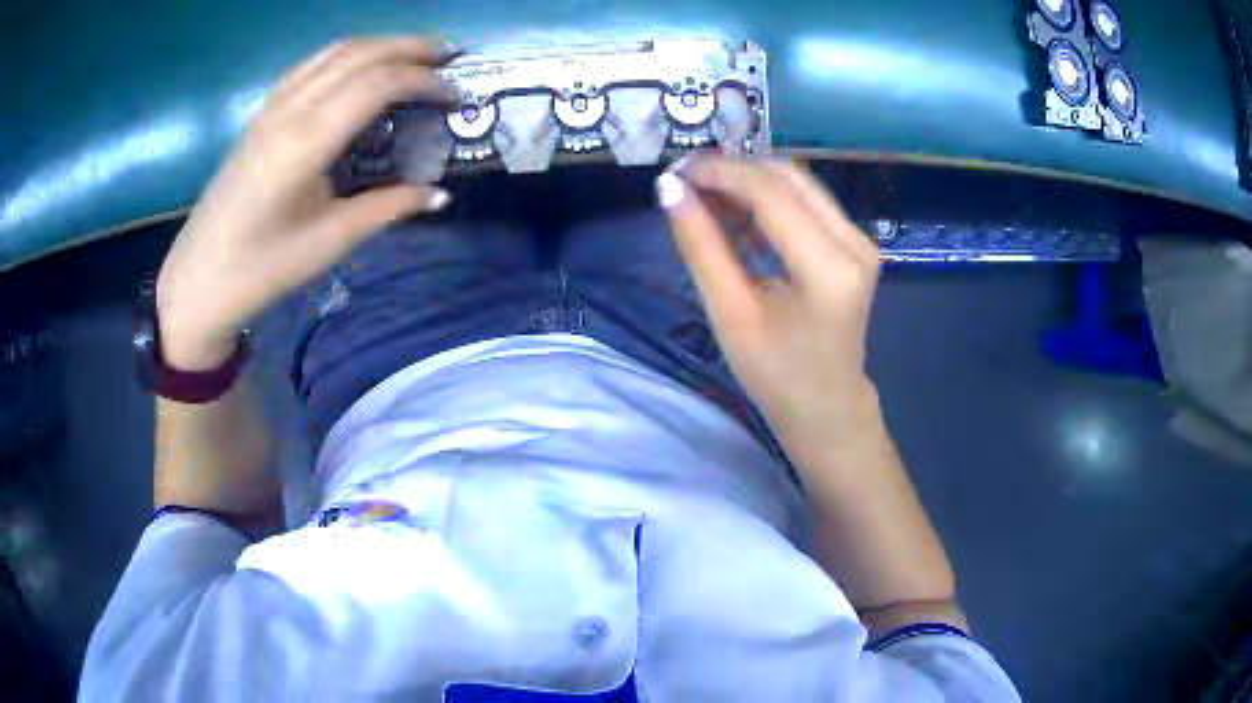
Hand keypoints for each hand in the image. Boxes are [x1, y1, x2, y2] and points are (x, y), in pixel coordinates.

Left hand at [156, 37, 456, 368]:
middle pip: (360, 53)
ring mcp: (270, 108)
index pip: (377, 84)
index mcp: (305, 142)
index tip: (455, 97)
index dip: (424, 81)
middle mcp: (288, 110)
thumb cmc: (262, 269)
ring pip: (334, 51)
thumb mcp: (330, 242)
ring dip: (380, 45)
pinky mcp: (260, 115)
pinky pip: (310, 65)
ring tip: (414, 56)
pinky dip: (347, 56)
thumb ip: (388, 208)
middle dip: (411, 48)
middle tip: (450, 58)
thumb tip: (438, 194)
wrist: (198, 281)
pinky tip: (361, 71)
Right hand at [657, 157, 881, 458]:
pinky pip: (806, 203)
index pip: (770, 192)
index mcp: (828, 267)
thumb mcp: (731, 315)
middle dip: (732, 171)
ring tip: (702, 198)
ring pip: (797, 184)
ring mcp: (859, 240)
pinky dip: (767, 200)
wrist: (828, 408)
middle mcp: (854, 242)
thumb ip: (702, 247)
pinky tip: (733, 214)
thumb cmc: (777, 376)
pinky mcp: (853, 243)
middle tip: (684, 182)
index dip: (719, 173)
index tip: (674, 172)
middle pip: (787, 177)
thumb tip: (670, 190)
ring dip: (748, 182)